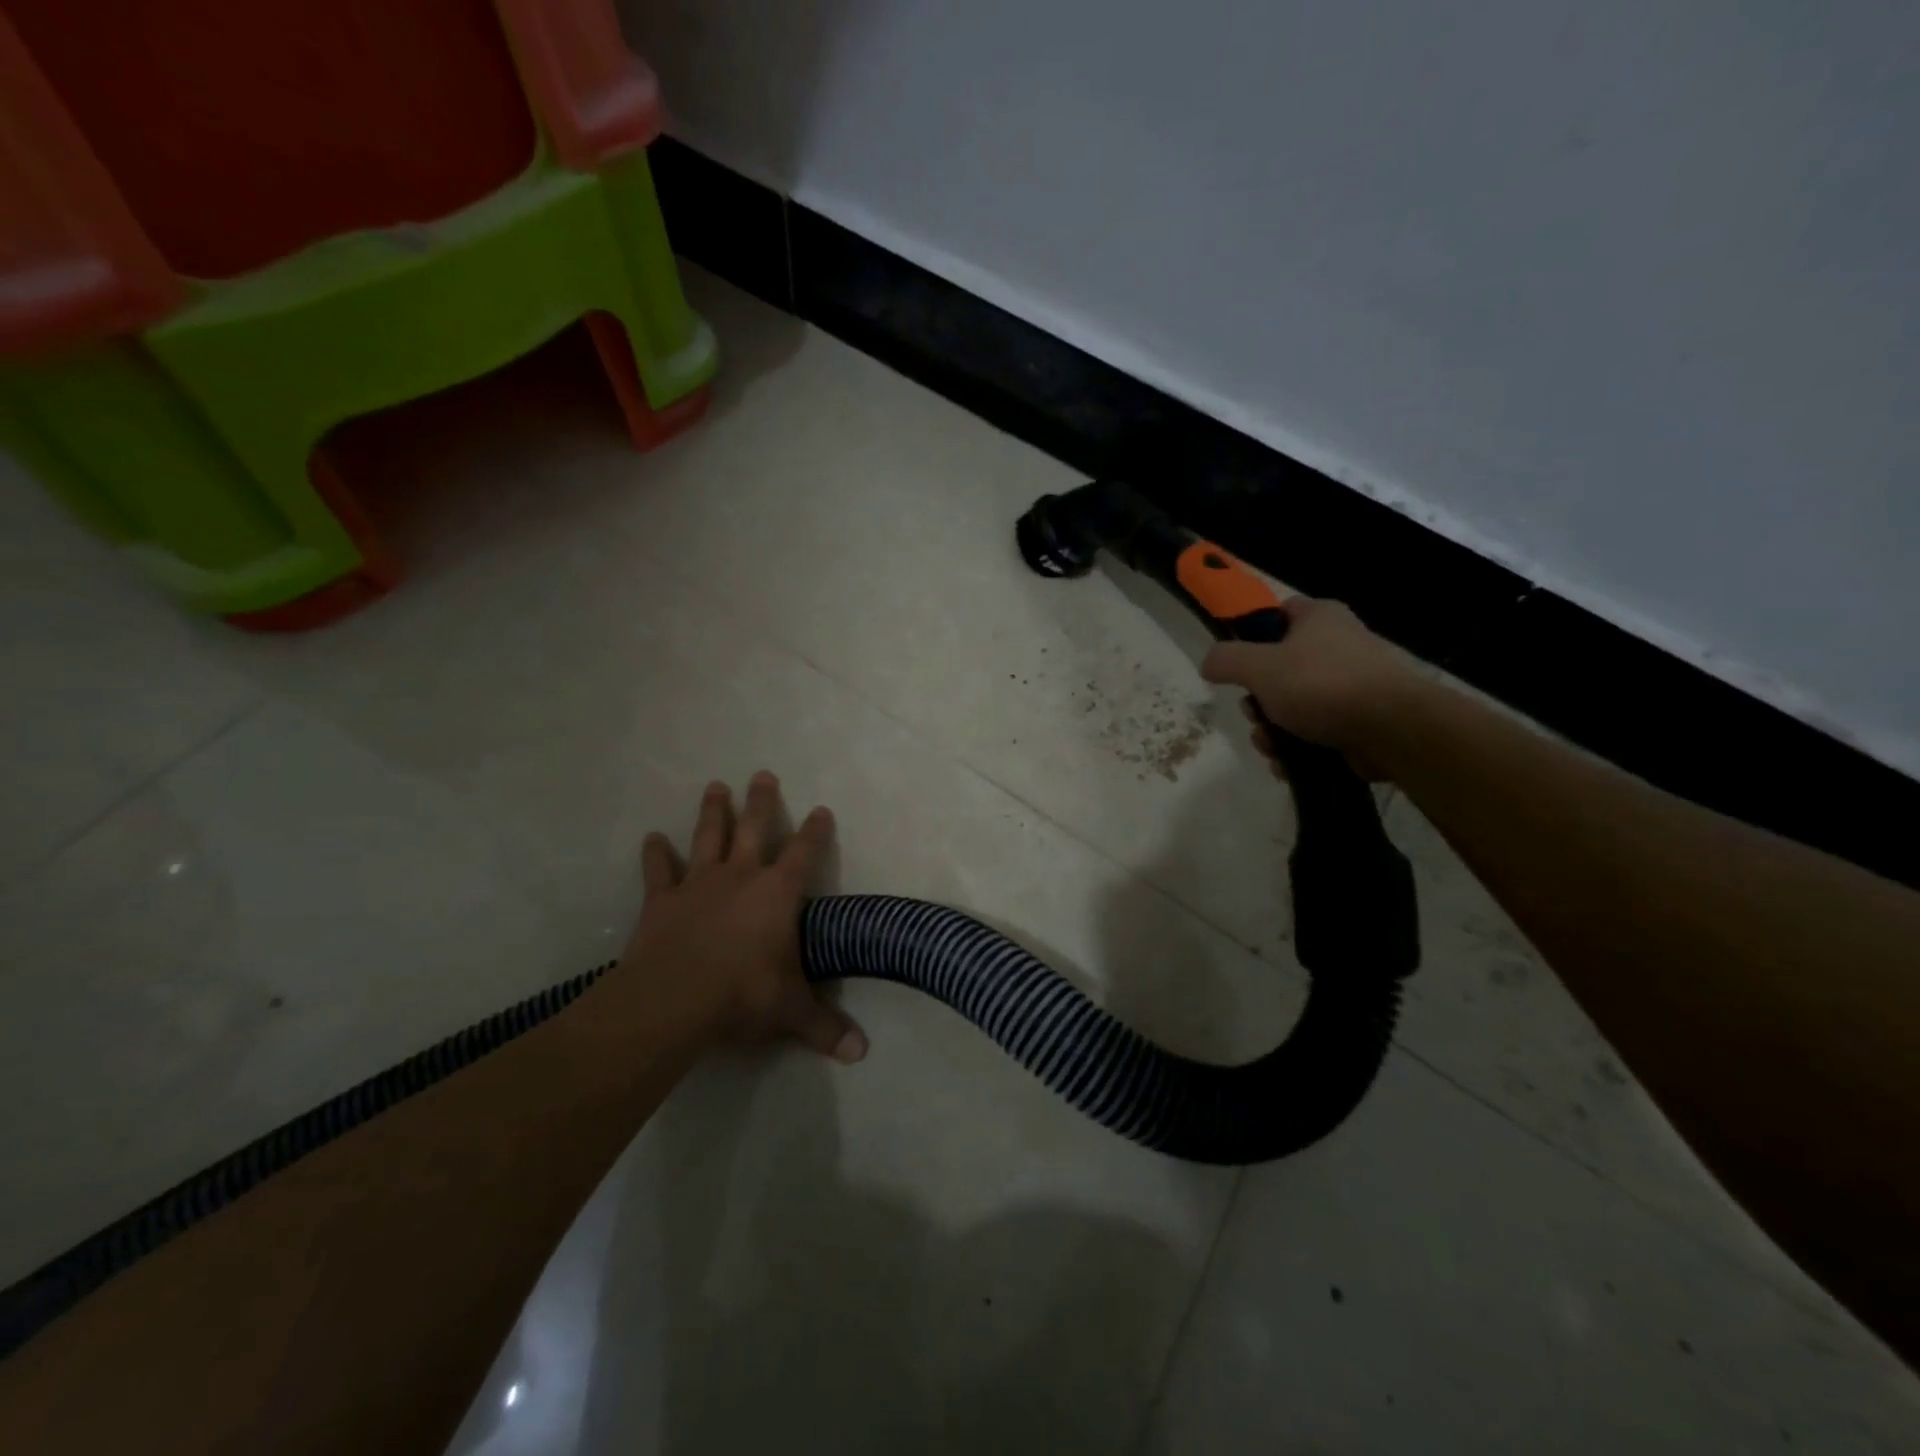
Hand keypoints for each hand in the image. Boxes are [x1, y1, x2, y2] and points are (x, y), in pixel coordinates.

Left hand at [615, 773, 867, 1062]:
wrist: (673, 998)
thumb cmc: (742, 994)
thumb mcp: (790, 1011)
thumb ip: (825, 1027)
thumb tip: (861, 1053)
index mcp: (777, 893)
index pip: (803, 852)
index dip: (815, 830)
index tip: (821, 809)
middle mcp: (740, 876)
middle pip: (753, 828)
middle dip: (761, 801)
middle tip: (762, 773)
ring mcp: (698, 884)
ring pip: (707, 836)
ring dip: (713, 811)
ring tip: (716, 785)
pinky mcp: (662, 900)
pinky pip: (659, 870)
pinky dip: (655, 854)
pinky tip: (652, 837)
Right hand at [1200, 595, 1422, 779]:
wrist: (1390, 730)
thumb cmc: (1321, 685)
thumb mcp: (1258, 666)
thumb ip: (1225, 660)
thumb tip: (1208, 664)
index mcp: (1319, 617)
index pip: (1277, 613)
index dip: (1252, 634)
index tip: (1237, 662)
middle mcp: (1337, 644)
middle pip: (1277, 669)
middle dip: (1257, 701)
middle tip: (1255, 714)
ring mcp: (1350, 684)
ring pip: (1292, 705)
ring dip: (1271, 731)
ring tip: (1272, 748)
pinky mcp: (1358, 720)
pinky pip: (1314, 731)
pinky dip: (1296, 748)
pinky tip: (1288, 764)